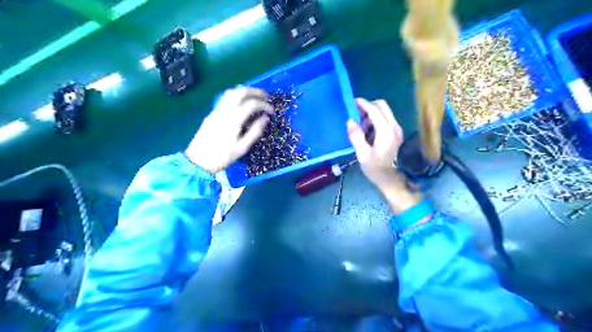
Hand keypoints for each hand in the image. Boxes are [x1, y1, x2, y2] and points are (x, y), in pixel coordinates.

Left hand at [185, 87, 271, 173]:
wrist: (197, 161)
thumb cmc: (222, 157)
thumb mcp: (242, 148)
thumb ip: (255, 132)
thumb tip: (265, 118)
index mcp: (234, 119)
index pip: (252, 104)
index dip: (264, 105)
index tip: (272, 111)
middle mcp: (225, 110)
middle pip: (241, 91)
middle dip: (255, 91)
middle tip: (266, 97)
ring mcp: (216, 110)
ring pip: (231, 92)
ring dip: (245, 91)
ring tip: (255, 97)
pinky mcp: (212, 113)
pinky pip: (225, 98)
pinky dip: (236, 96)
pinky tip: (241, 104)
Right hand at [347, 98, 420, 212]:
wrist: (391, 180)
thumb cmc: (376, 169)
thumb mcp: (362, 154)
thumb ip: (356, 136)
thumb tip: (350, 121)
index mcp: (386, 131)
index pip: (374, 110)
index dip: (363, 104)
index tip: (352, 102)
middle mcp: (394, 127)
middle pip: (382, 106)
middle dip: (368, 107)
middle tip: (356, 115)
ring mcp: (396, 129)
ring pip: (384, 112)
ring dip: (371, 114)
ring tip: (360, 126)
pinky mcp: (396, 133)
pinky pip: (385, 119)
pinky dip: (375, 120)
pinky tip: (367, 132)